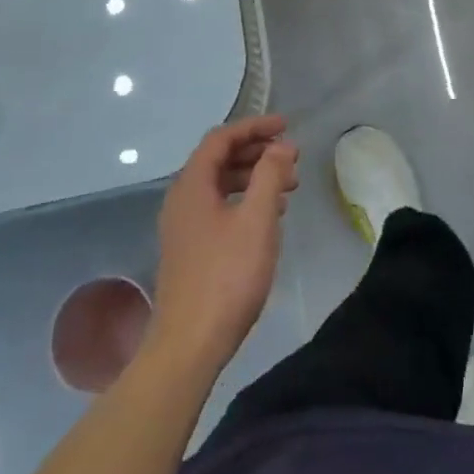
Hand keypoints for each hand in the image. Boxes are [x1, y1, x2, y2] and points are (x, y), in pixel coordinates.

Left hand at [150, 117, 298, 372]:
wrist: (188, 346)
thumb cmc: (226, 277)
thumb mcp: (257, 220)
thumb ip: (270, 175)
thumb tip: (280, 145)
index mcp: (192, 185)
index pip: (221, 138)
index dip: (254, 126)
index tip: (286, 127)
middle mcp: (181, 199)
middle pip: (219, 159)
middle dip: (257, 152)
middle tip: (291, 158)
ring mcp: (182, 226)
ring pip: (220, 184)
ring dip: (253, 177)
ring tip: (288, 188)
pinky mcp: (189, 249)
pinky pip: (217, 207)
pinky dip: (244, 200)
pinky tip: (268, 217)